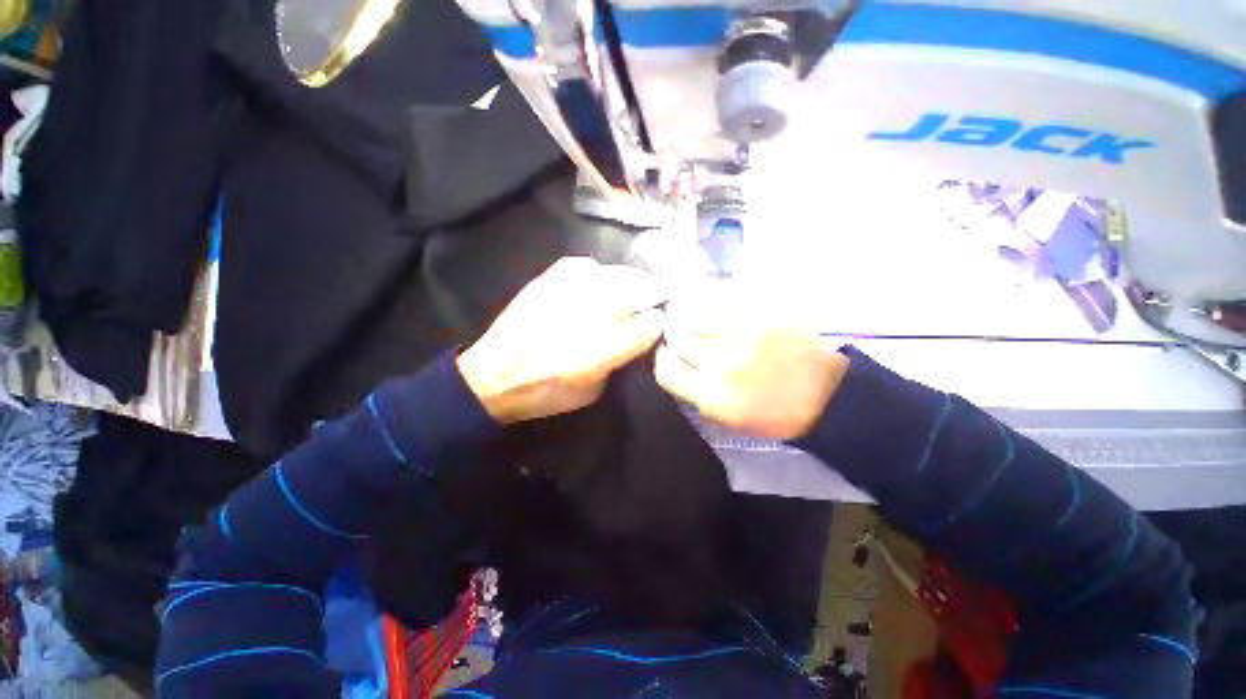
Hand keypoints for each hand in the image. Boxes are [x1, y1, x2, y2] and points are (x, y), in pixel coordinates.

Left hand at [457, 257, 666, 423]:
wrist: (493, 375)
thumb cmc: (545, 392)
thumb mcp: (591, 392)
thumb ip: (618, 362)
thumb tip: (637, 337)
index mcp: (595, 353)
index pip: (643, 328)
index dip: (658, 323)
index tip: (662, 322)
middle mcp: (584, 317)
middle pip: (634, 292)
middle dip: (652, 293)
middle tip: (659, 296)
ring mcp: (564, 293)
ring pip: (613, 274)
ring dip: (632, 279)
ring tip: (638, 284)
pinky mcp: (547, 281)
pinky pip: (584, 266)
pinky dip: (599, 272)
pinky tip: (601, 279)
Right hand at [655, 286, 848, 439]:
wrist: (826, 395)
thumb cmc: (772, 414)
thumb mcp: (726, 420)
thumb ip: (692, 393)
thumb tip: (670, 364)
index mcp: (713, 396)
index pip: (665, 369)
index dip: (659, 359)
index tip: (664, 354)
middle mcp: (723, 363)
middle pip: (677, 338)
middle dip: (672, 335)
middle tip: (678, 332)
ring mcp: (743, 333)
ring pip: (693, 312)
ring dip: (685, 313)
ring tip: (689, 313)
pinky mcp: (761, 312)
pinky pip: (718, 297)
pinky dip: (706, 297)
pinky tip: (707, 301)